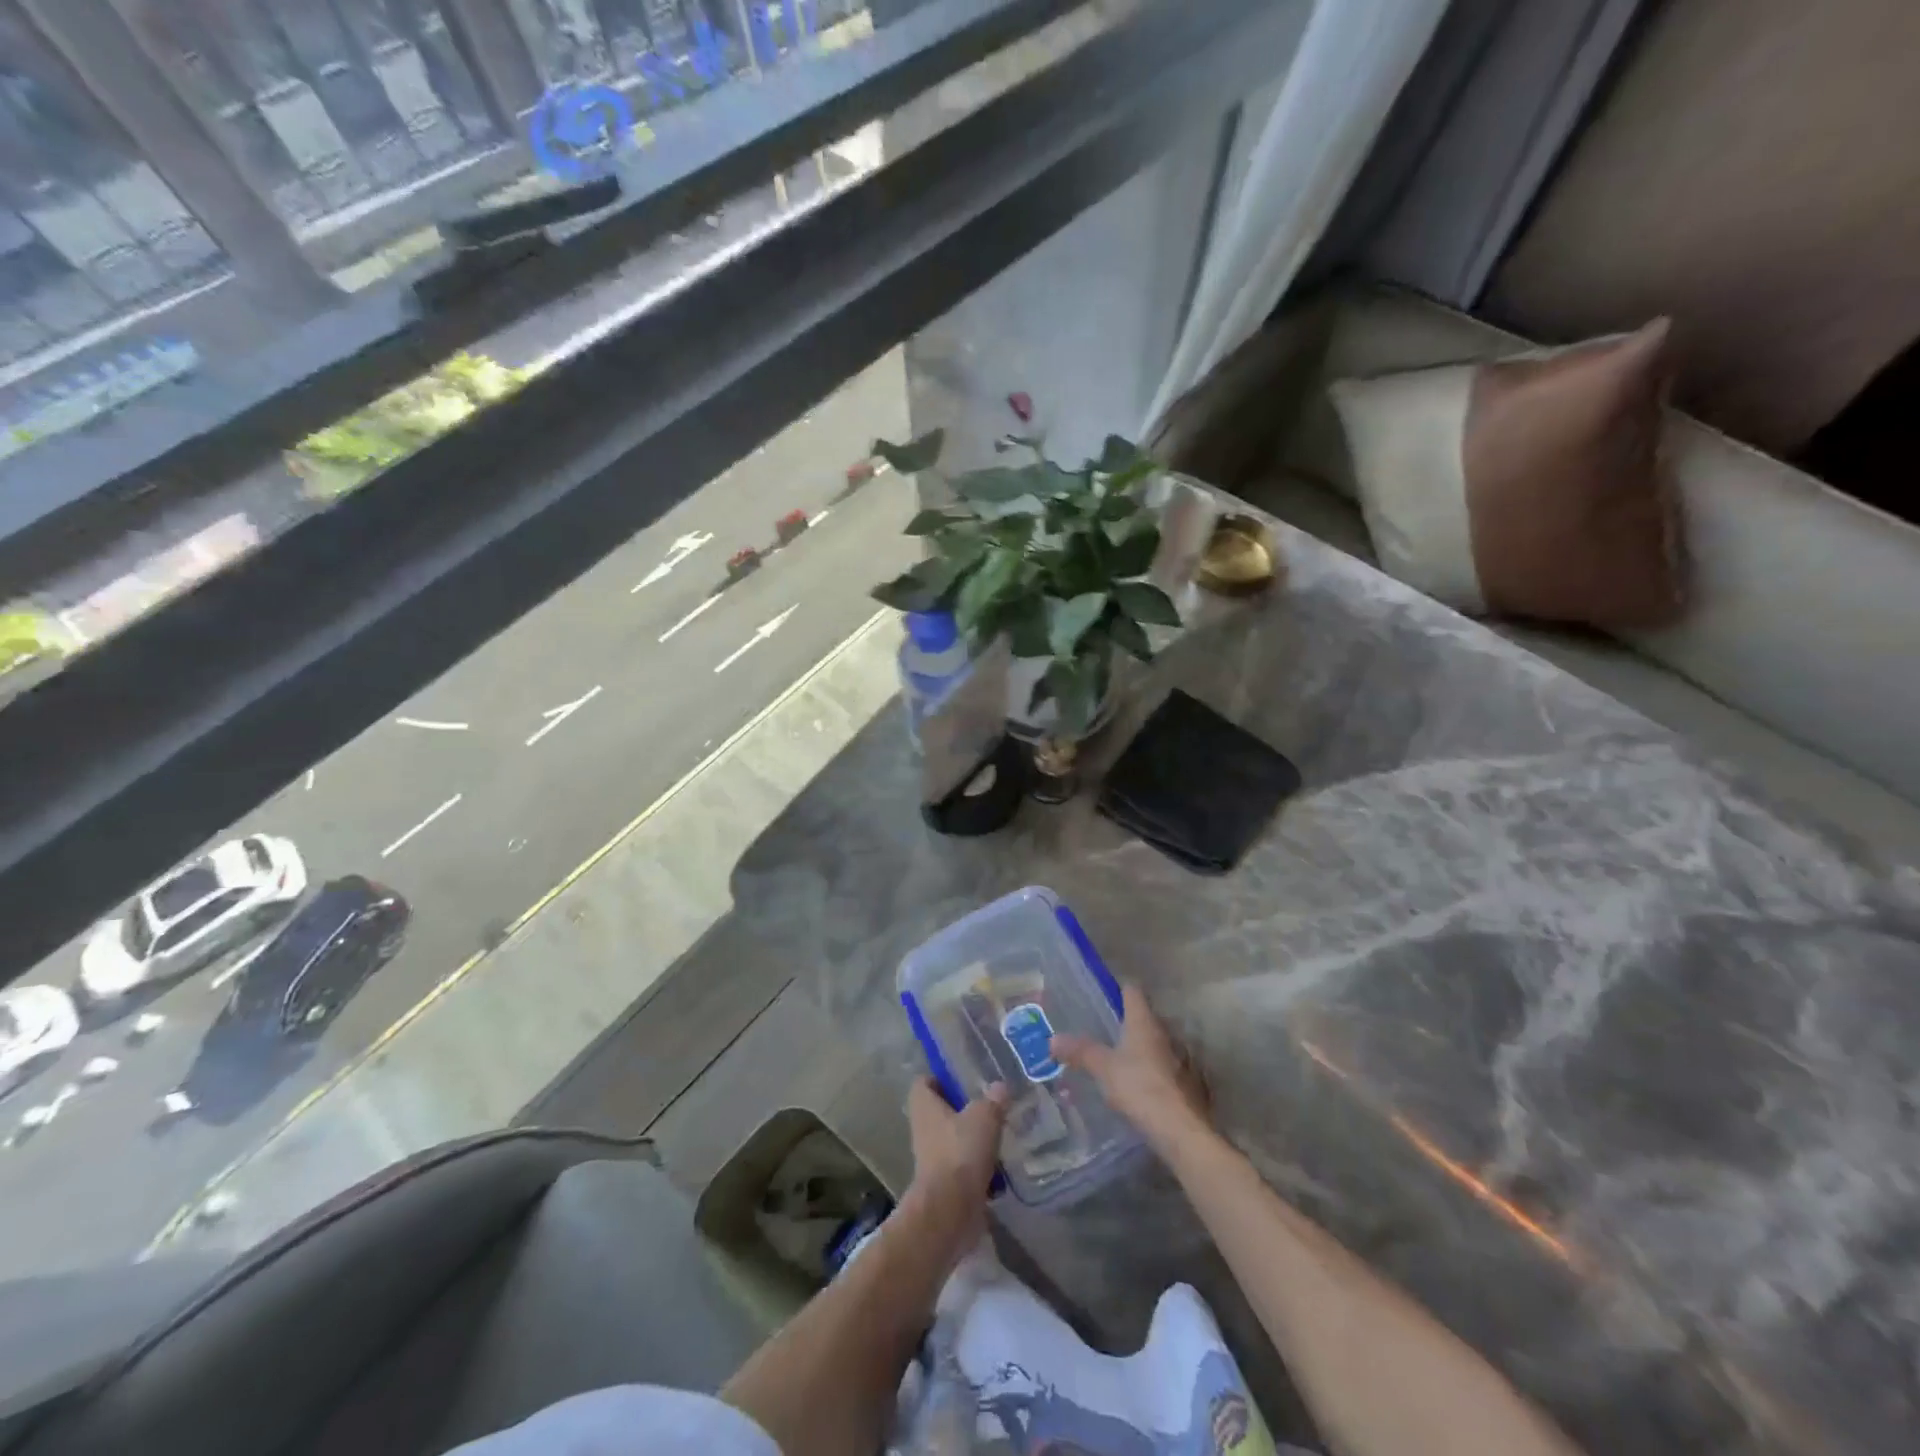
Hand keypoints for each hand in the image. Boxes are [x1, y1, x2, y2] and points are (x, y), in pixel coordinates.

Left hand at [903, 1077, 1006, 1251]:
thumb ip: (993, 1100)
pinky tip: (1002, 1164)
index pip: (925, 1082)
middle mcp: (923, 1129)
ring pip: (954, 1139)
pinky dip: (979, 1165)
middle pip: (941, 1111)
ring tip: (1001, 1132)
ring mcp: (932, 1158)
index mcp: (924, 1106)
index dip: (941, 1077)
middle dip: (964, 1109)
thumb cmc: (960, 1153)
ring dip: (974, 1138)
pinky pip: (963, 1166)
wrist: (950, 1212)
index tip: (965, 1078)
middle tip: (990, 1104)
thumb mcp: (984, 1117)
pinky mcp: (945, 1183)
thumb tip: (1000, 1086)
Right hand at [1053, 983, 1210, 1154]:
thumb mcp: (1103, 1068)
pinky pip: (1164, 1067)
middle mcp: (1164, 1033)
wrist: (1180, 1129)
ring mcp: (1180, 1057)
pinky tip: (1138, 1085)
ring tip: (1119, 1059)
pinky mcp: (1186, 1082)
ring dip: (1141, 1048)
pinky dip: (1152, 1070)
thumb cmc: (1139, 1087)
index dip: (1118, 990)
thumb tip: (1053, 1039)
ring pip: (1156, 1043)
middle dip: (1127, 1022)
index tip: (1104, 995)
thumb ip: (1080, 1051)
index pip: (1132, 991)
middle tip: (1104, 1031)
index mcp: (1144, 1021)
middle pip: (1145, 1017)